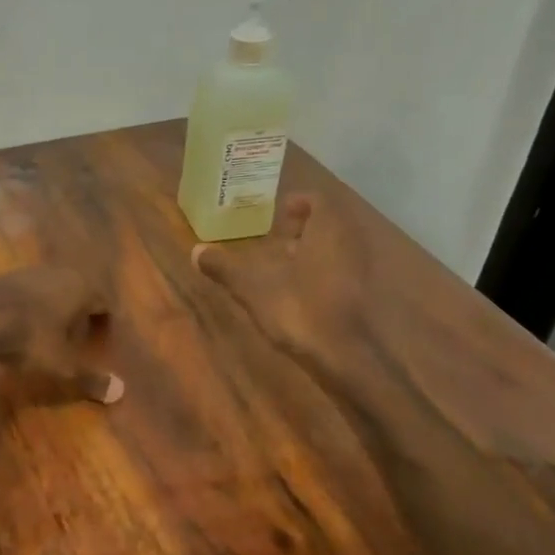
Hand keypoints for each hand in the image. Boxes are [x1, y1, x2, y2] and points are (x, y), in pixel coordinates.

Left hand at [0, 267, 121, 404]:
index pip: (104, 303)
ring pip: (54, 290)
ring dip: (56, 310)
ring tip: (50, 334)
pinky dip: (33, 308)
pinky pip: (30, 293)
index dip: (105, 325)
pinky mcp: (6, 276)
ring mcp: (31, 271)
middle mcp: (61, 272)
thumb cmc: (30, 337)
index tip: (102, 343)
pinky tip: (23, 326)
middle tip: (79, 339)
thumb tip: (118, 392)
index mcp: (82, 287)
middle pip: (80, 293)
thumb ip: (89, 377)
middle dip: (81, 315)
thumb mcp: (61, 364)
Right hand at [190, 195, 372, 366]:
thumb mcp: (251, 286)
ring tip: (284, 264)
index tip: (280, 213)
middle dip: (305, 227)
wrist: (340, 355)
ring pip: (337, 248)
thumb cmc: (297, 308)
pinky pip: (340, 270)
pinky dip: (322, 271)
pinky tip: (298, 290)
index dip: (300, 202)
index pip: (320, 200)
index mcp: (327, 230)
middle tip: (278, 238)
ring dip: (313, 250)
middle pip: (330, 223)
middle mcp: (349, 243)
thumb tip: (196, 251)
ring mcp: (358, 270)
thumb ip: (225, 267)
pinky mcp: (359, 295)